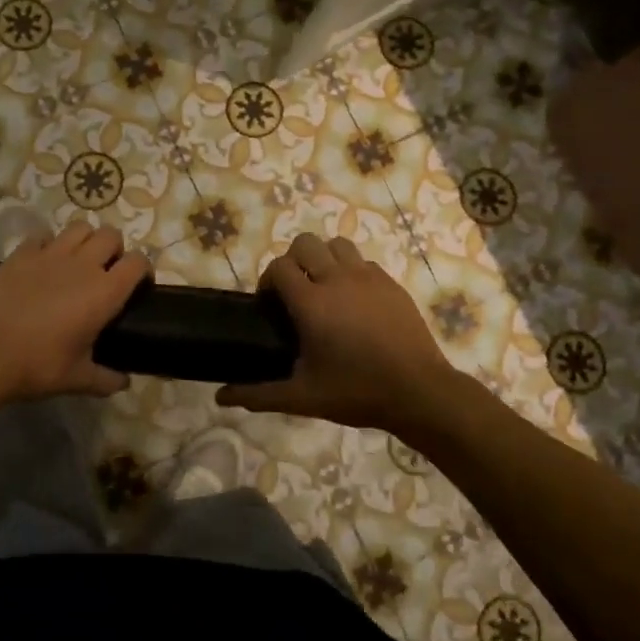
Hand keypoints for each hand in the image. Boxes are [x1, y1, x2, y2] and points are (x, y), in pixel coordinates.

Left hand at [0, 220, 149, 404]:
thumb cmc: (38, 366)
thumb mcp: (78, 379)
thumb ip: (107, 379)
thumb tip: (123, 382)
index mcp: (105, 292)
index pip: (138, 262)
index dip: (143, 270)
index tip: (138, 285)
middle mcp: (83, 264)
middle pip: (111, 235)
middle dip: (114, 249)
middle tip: (105, 272)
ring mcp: (50, 254)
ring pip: (79, 227)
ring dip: (85, 240)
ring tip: (77, 261)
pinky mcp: (21, 253)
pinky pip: (42, 236)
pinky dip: (48, 245)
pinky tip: (43, 264)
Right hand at [216, 234, 457, 431]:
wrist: (419, 392)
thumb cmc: (356, 392)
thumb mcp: (302, 397)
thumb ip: (258, 394)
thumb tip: (220, 397)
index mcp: (311, 302)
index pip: (279, 267)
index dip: (268, 281)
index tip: (270, 305)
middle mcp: (337, 279)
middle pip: (305, 243)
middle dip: (293, 261)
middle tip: (295, 293)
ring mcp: (368, 277)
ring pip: (336, 245)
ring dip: (323, 258)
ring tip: (324, 288)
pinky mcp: (391, 283)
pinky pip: (363, 262)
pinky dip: (351, 271)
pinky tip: (354, 301)